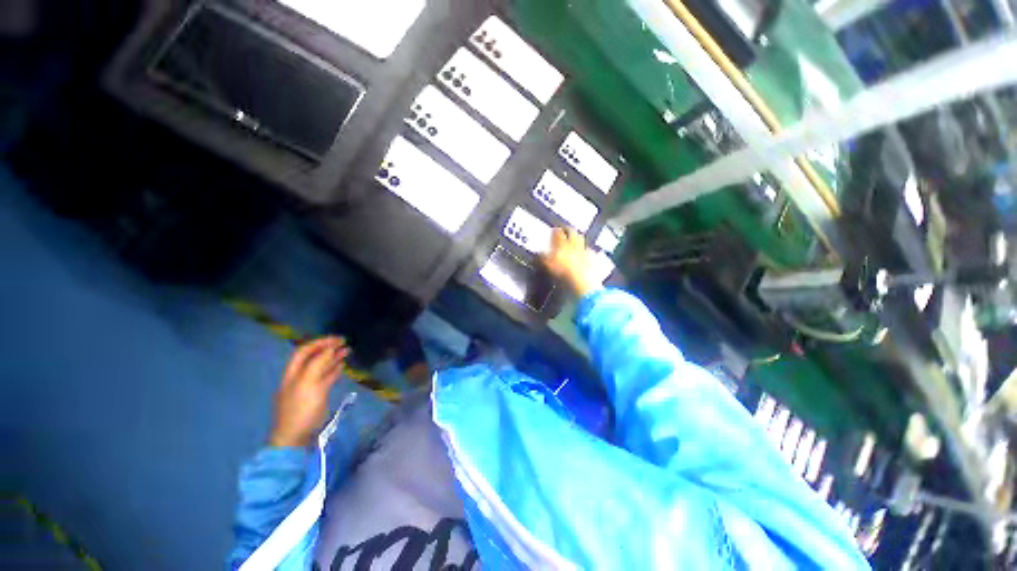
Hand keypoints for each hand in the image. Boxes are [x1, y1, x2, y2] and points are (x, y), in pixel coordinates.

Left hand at [269, 336, 348, 447]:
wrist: (296, 438)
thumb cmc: (301, 410)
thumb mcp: (309, 384)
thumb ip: (318, 364)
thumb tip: (330, 349)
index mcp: (293, 373)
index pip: (305, 351)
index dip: (320, 342)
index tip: (338, 339)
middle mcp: (299, 377)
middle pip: (313, 358)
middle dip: (328, 348)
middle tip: (345, 343)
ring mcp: (307, 387)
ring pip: (321, 367)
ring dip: (333, 358)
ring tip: (347, 351)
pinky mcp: (316, 396)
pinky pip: (325, 378)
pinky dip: (334, 370)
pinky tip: (342, 366)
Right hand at [542, 228, 598, 296]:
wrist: (581, 281)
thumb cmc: (563, 272)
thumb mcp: (548, 265)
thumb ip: (543, 257)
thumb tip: (539, 252)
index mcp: (562, 244)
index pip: (558, 232)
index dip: (555, 230)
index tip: (554, 230)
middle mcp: (574, 244)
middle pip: (572, 232)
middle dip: (568, 230)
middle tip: (565, 230)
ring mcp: (584, 250)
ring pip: (581, 239)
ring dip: (577, 237)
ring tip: (575, 238)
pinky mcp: (592, 258)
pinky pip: (588, 250)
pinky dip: (586, 249)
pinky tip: (585, 252)